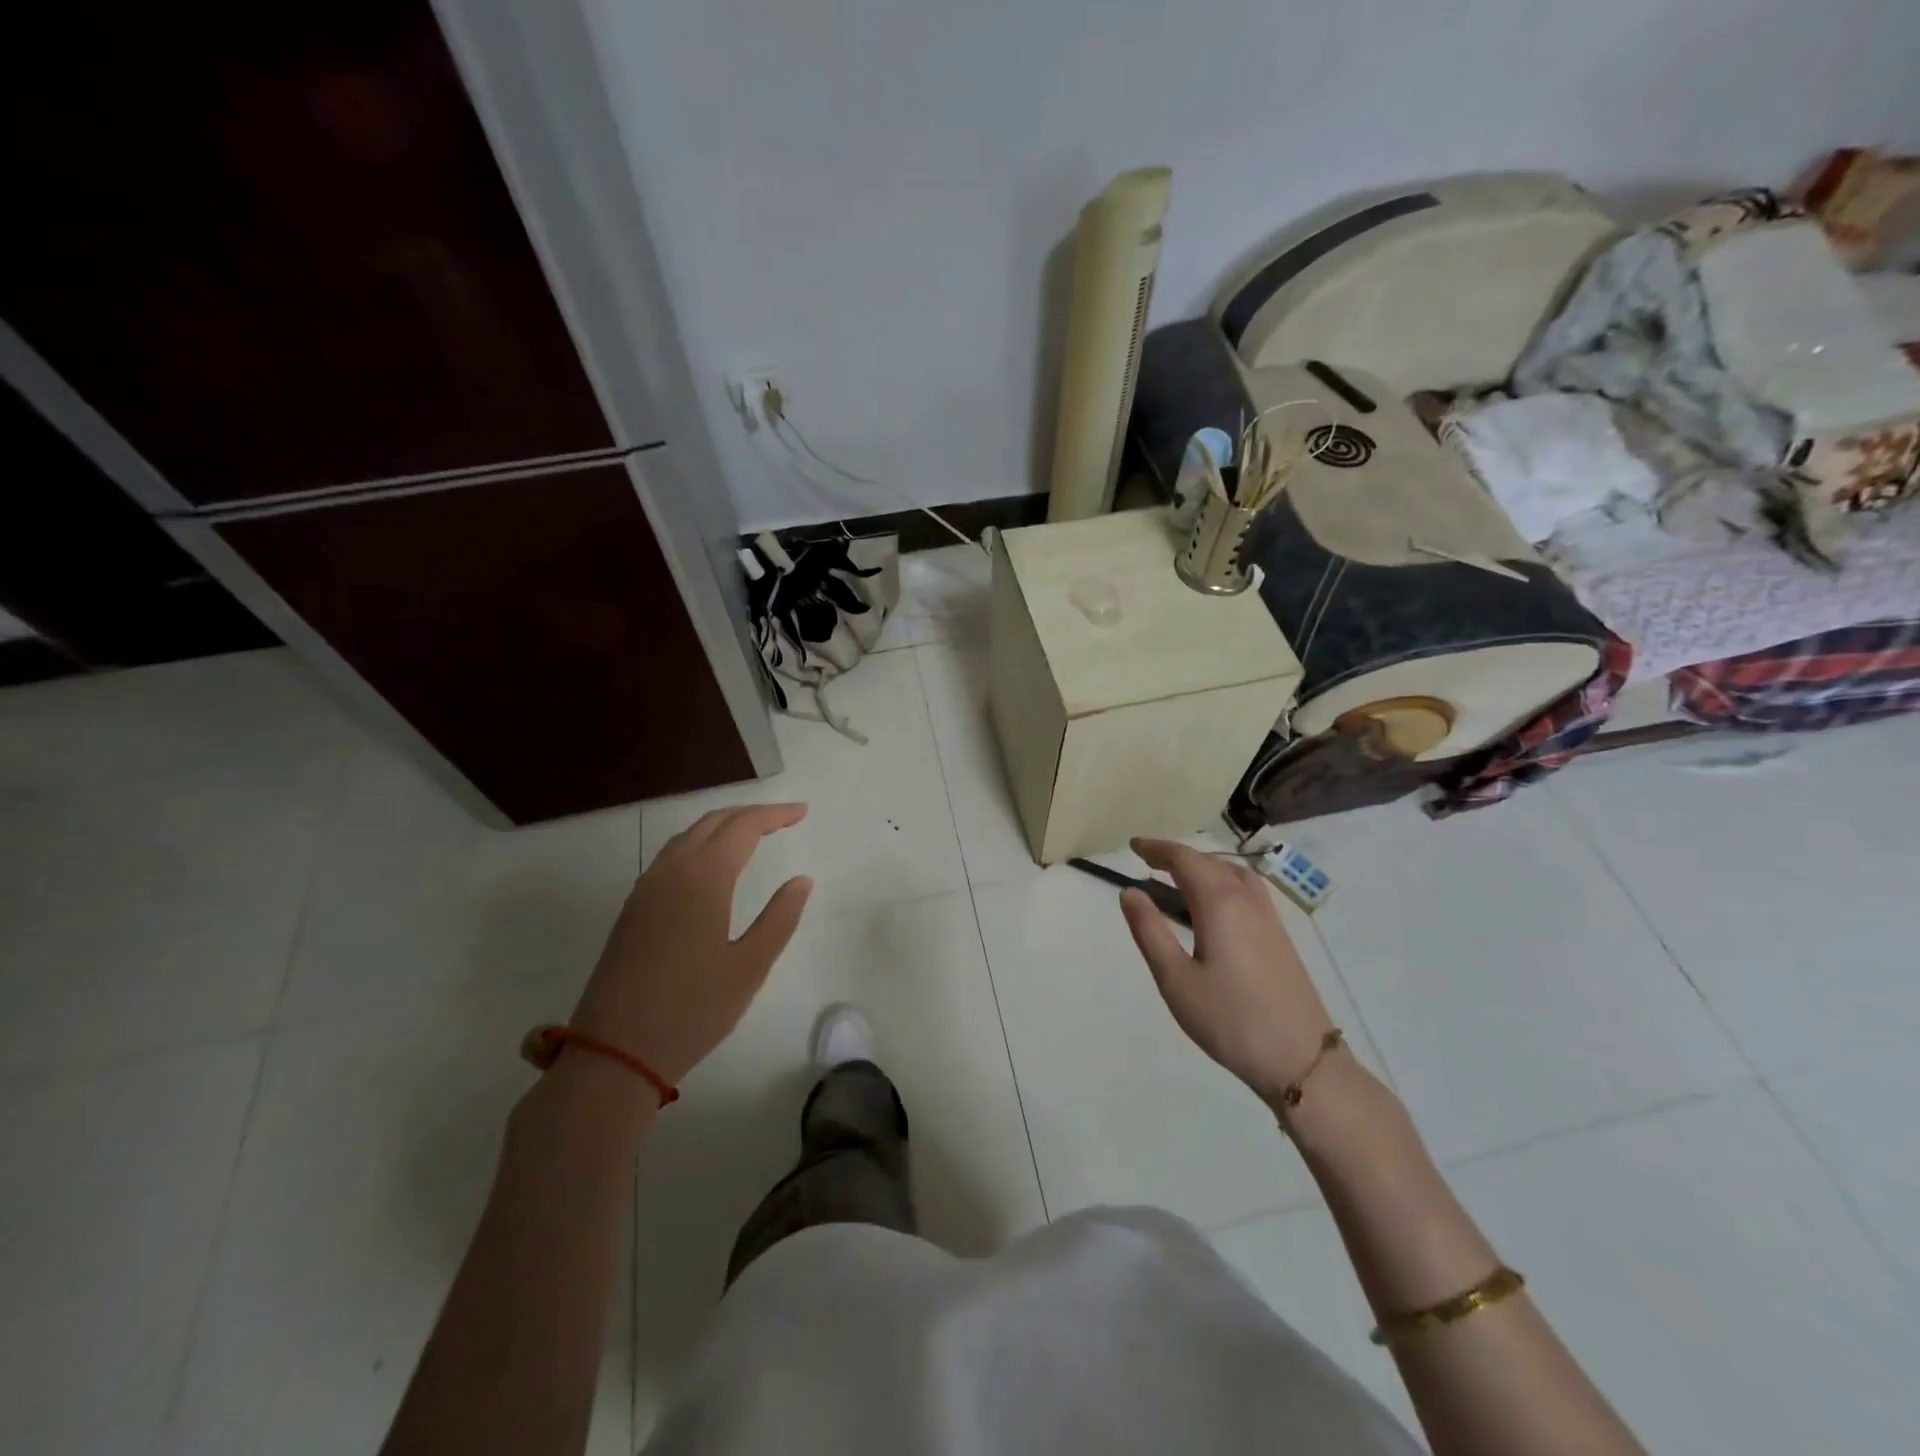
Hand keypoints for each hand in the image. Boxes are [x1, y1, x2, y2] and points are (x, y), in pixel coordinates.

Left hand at [570, 804, 812, 1083]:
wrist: (615, 1052)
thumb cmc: (693, 1010)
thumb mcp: (750, 967)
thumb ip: (780, 918)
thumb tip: (801, 880)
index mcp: (703, 879)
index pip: (744, 828)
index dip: (775, 815)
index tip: (802, 812)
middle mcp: (671, 872)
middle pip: (712, 822)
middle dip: (749, 814)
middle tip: (783, 819)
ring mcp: (645, 889)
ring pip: (687, 837)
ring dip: (722, 827)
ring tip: (752, 835)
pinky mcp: (632, 910)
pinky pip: (670, 857)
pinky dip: (698, 845)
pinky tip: (710, 866)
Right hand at [1119, 838, 1335, 1106]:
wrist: (1302, 1060)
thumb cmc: (1230, 1020)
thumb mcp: (1176, 979)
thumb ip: (1150, 931)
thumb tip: (1129, 892)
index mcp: (1220, 903)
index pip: (1185, 859)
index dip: (1157, 848)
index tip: (1132, 846)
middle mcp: (1247, 900)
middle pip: (1210, 862)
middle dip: (1178, 856)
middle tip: (1148, 862)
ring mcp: (1269, 918)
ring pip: (1233, 874)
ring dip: (1203, 867)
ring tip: (1177, 880)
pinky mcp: (1280, 937)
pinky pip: (1247, 891)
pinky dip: (1222, 882)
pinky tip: (1212, 908)